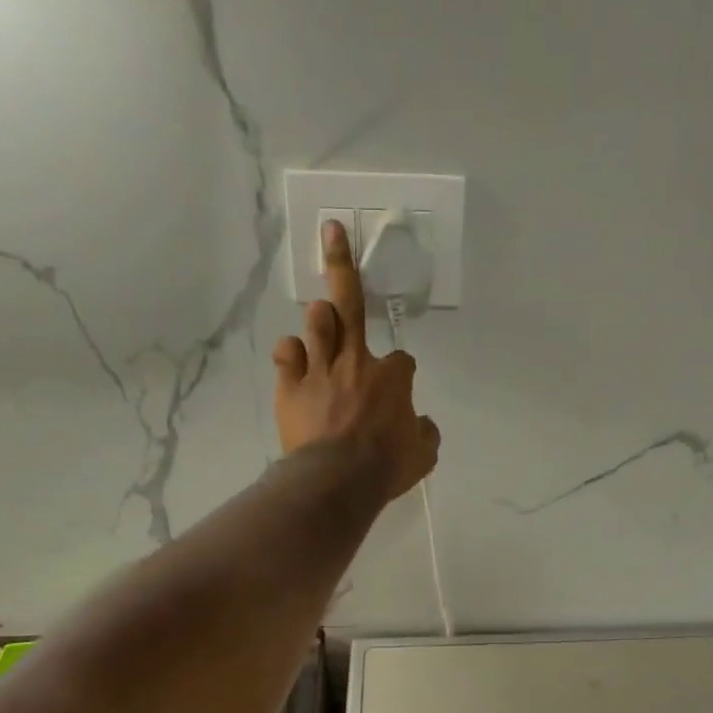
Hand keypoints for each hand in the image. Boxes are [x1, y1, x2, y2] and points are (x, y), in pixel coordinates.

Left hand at [272, 220, 439, 501]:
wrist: (337, 481)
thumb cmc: (384, 468)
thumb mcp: (423, 455)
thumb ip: (425, 433)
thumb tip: (422, 423)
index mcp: (392, 378)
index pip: (402, 361)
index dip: (400, 372)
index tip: (398, 390)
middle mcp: (356, 362)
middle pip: (351, 303)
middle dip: (342, 263)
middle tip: (332, 231)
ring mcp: (320, 370)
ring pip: (317, 323)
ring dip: (320, 316)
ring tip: (323, 314)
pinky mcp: (291, 387)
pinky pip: (287, 355)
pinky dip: (291, 355)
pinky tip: (294, 358)